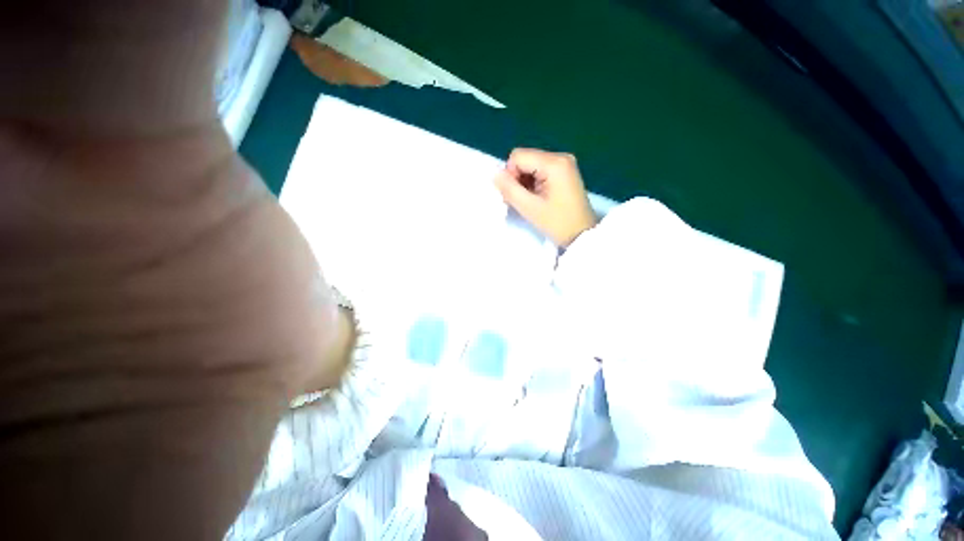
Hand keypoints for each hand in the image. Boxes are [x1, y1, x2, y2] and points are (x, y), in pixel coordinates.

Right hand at [494, 148, 597, 246]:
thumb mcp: (530, 208)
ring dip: (524, 182)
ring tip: (529, 201)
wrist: (582, 235)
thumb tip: (494, 175)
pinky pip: (540, 170)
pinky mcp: (565, 171)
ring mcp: (564, 163)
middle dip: (517, 179)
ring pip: (531, 165)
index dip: (510, 175)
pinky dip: (533, 183)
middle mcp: (561, 157)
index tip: (514, 195)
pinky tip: (537, 197)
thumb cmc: (557, 223)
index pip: (518, 156)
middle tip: (520, 200)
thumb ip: (509, 189)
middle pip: (525, 159)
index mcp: (554, 163)